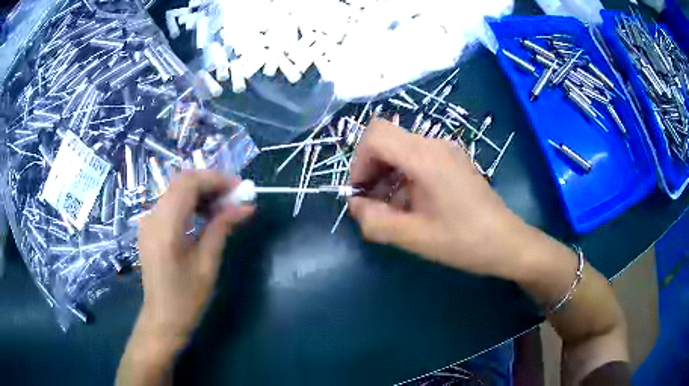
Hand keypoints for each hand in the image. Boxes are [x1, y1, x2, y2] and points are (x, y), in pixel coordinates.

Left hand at [136, 170, 253, 347]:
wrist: (162, 318)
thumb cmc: (187, 298)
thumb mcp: (208, 264)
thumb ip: (222, 228)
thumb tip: (246, 207)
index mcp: (166, 228)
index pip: (189, 184)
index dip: (216, 179)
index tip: (240, 188)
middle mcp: (152, 217)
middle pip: (181, 181)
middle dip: (210, 182)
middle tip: (234, 196)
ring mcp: (148, 220)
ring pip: (175, 189)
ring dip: (200, 191)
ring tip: (223, 205)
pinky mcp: (150, 226)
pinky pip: (170, 202)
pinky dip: (190, 201)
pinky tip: (205, 214)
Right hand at [348, 120, 525, 277]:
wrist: (507, 242)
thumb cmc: (464, 241)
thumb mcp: (414, 237)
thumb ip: (376, 221)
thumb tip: (354, 205)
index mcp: (426, 157)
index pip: (376, 135)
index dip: (359, 161)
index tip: (361, 193)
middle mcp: (435, 145)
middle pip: (386, 140)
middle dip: (371, 170)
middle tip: (373, 205)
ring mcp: (446, 151)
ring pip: (400, 150)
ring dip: (387, 176)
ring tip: (392, 210)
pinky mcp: (453, 161)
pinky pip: (417, 159)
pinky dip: (404, 178)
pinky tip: (411, 206)